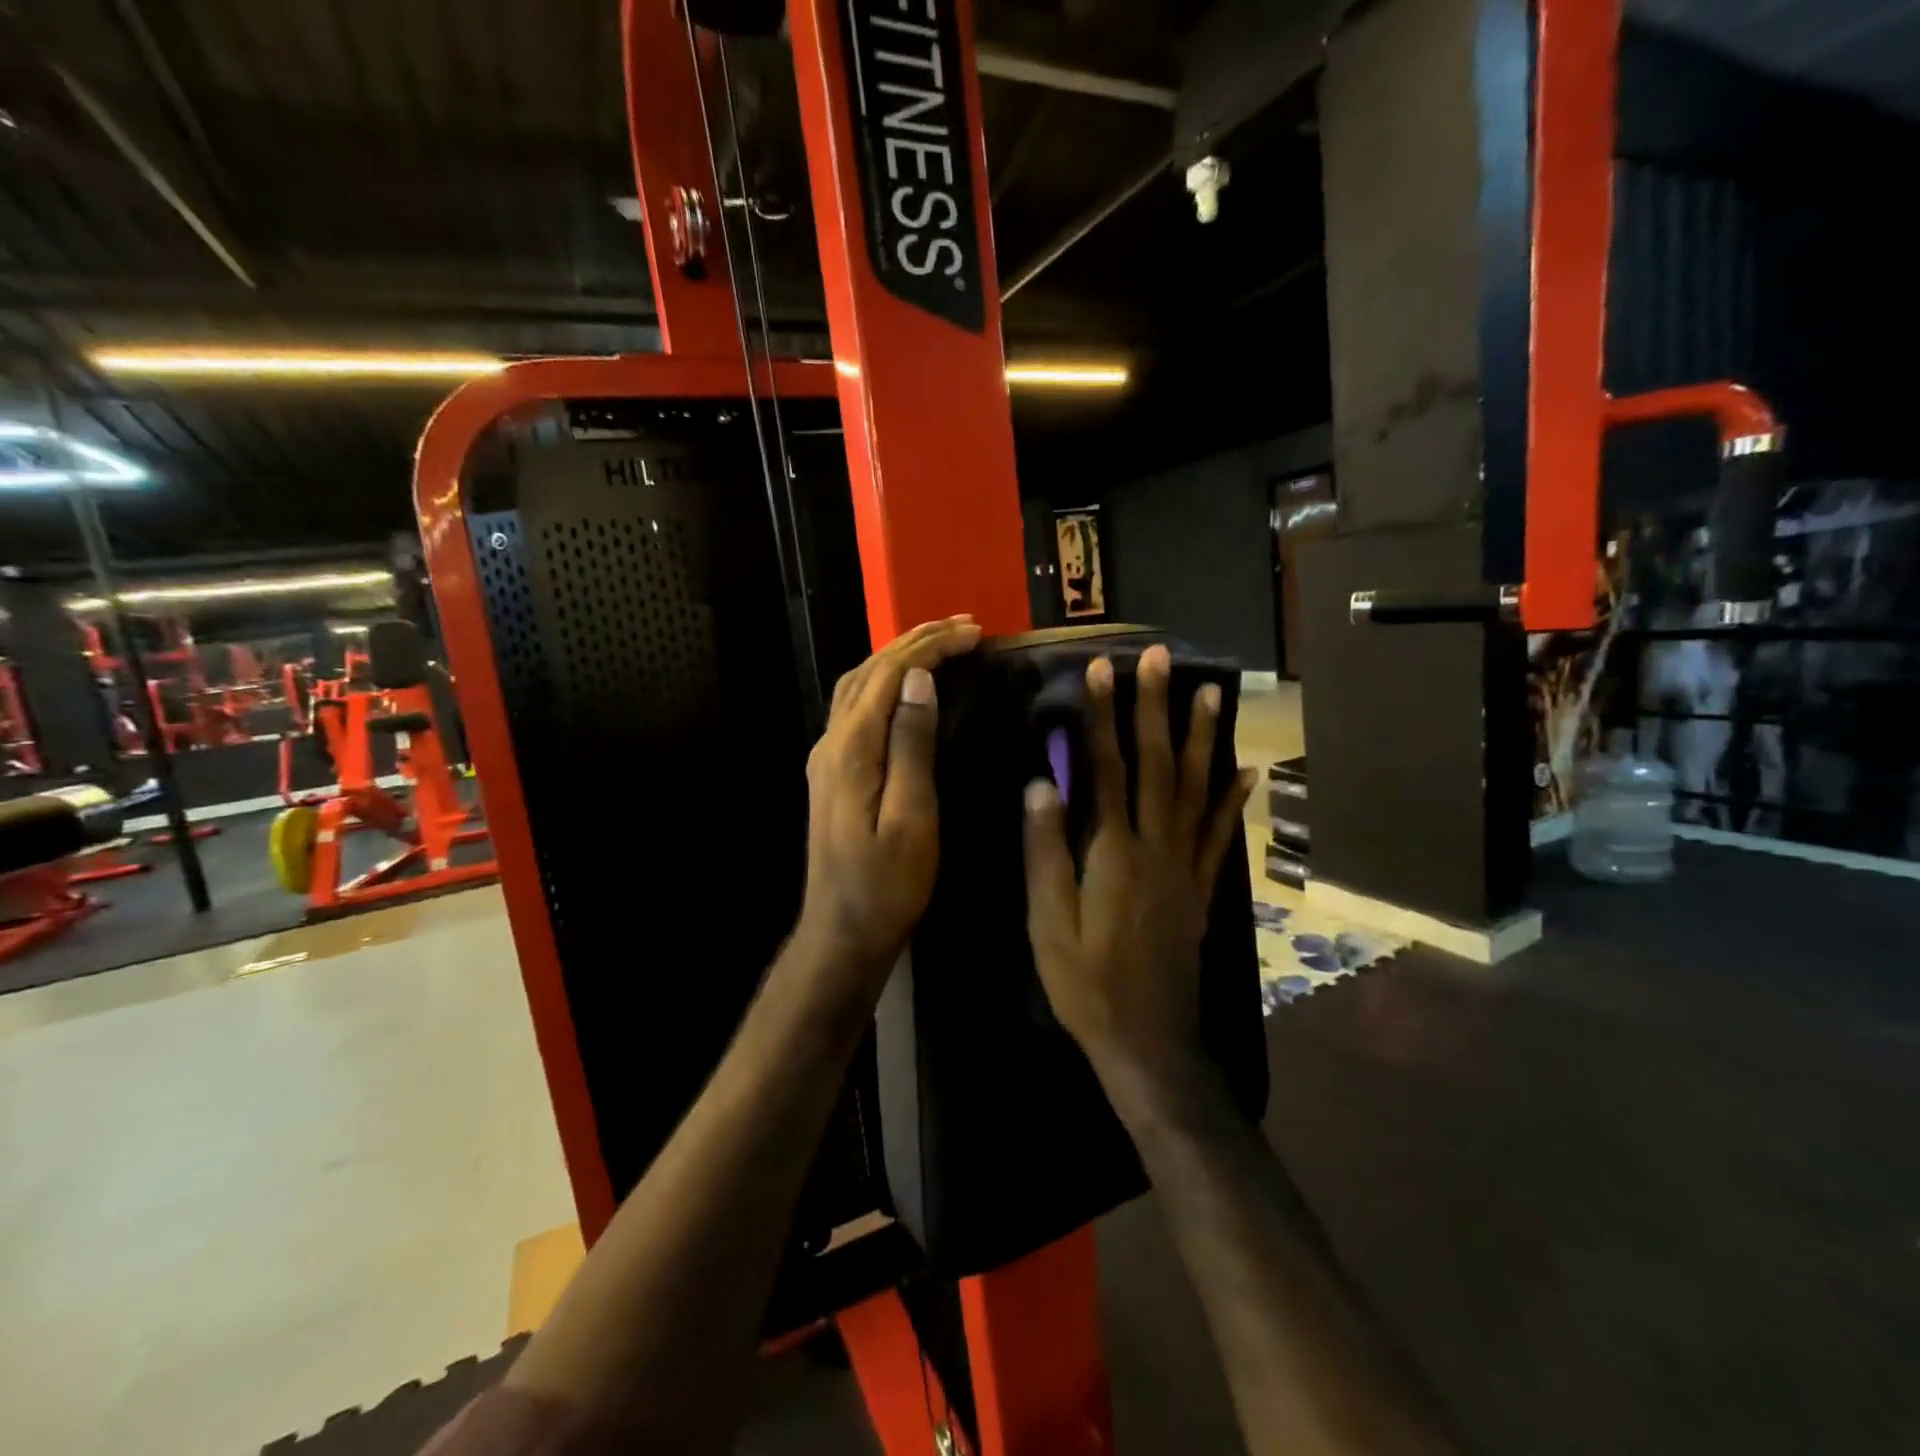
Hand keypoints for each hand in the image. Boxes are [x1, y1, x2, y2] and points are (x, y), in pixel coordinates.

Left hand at [795, 615, 982, 985]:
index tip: (975, 633)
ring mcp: (827, 756)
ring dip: (898, 655)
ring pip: (859, 685)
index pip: (890, 674)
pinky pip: (858, 706)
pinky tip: (909, 685)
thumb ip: (911, 745)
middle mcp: (832, 742)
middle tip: (964, 625)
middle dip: (915, 639)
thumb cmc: (887, 884)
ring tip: (941, 641)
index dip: (931, 646)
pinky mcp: (833, 770)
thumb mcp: (910, 818)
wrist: (842, 930)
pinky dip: (887, 681)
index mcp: (851, 749)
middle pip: (869, 670)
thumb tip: (920, 680)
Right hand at [1022, 645, 1254, 1086]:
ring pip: (1197, 790)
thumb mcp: (1049, 924)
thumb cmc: (1086, 984)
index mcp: (1114, 853)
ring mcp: (1185, 867)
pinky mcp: (1199, 888)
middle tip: (1160, 658)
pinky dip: (1232, 800)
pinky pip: (1219, 835)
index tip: (1100, 670)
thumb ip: (1045, 852)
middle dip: (1156, 707)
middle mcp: (1157, 848)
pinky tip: (1246, 773)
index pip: (1108, 769)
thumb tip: (1042, 784)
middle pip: (1159, 765)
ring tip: (1210, 692)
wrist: (1148, 1042)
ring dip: (1202, 738)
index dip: (1103, 717)